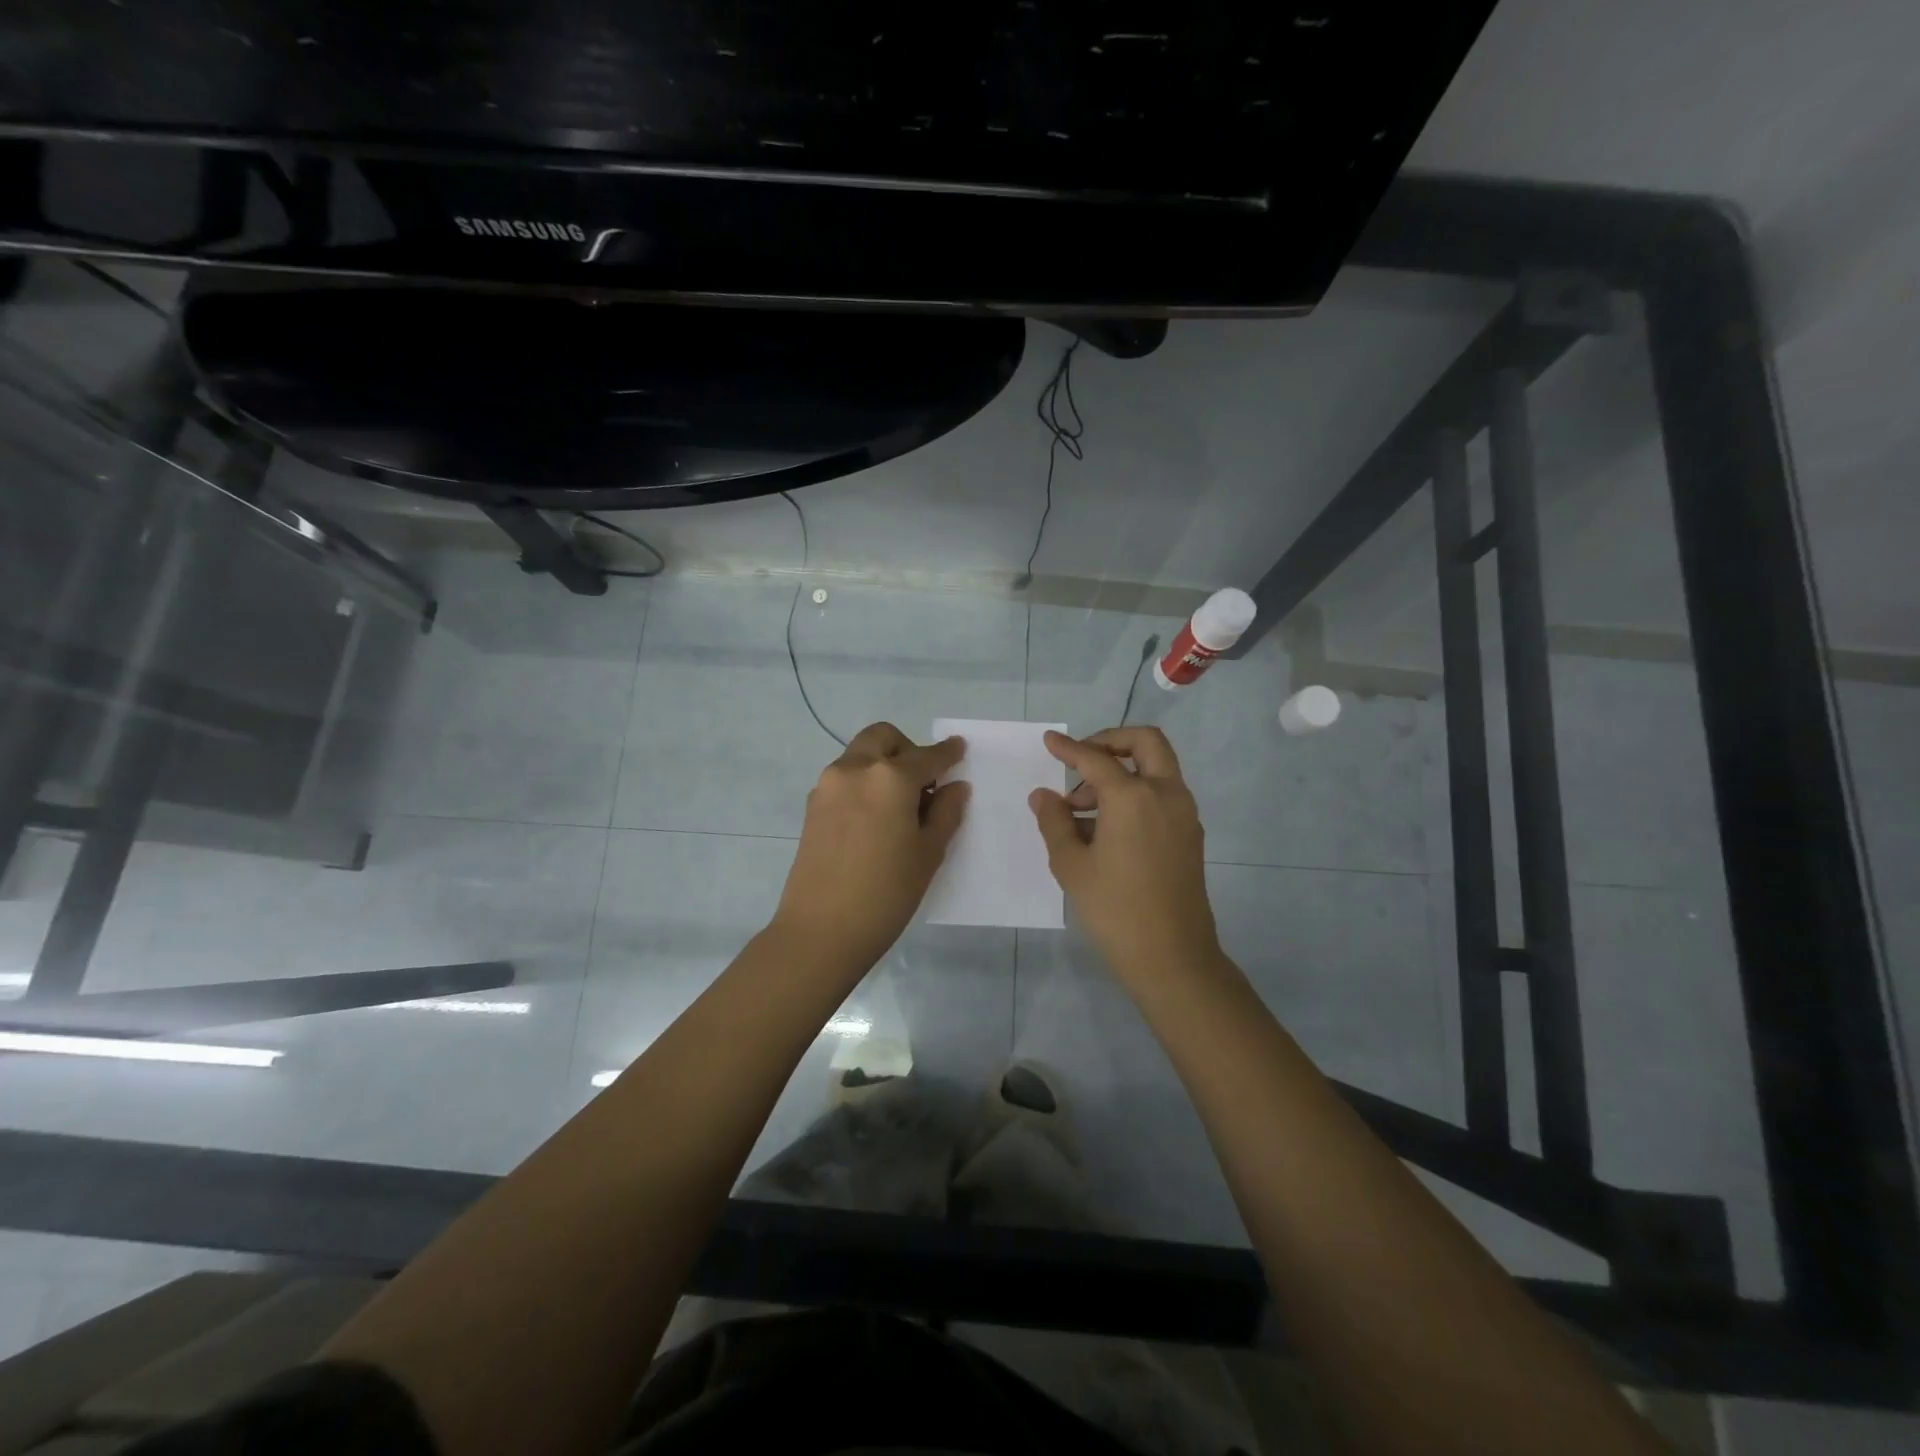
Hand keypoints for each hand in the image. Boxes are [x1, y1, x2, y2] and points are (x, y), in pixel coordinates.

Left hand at [771, 722, 969, 975]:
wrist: (821, 930)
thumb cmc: (886, 893)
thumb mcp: (928, 853)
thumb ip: (946, 812)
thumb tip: (955, 787)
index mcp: (889, 777)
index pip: (926, 756)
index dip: (947, 753)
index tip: (959, 749)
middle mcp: (855, 769)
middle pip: (884, 738)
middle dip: (907, 749)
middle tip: (924, 783)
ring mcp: (828, 786)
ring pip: (861, 755)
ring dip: (883, 765)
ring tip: (900, 805)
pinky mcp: (812, 806)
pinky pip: (845, 778)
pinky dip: (864, 782)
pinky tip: (875, 819)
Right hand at [1028, 727, 1222, 987]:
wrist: (1172, 957)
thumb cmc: (1115, 909)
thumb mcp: (1072, 865)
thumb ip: (1054, 822)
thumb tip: (1044, 795)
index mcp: (1133, 797)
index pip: (1096, 759)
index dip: (1068, 748)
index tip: (1049, 740)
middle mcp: (1165, 794)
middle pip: (1145, 742)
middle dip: (1110, 741)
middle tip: (1081, 762)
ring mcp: (1184, 814)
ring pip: (1156, 768)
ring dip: (1122, 771)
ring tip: (1081, 810)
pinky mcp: (1190, 834)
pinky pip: (1162, 794)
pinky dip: (1136, 793)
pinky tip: (1106, 828)